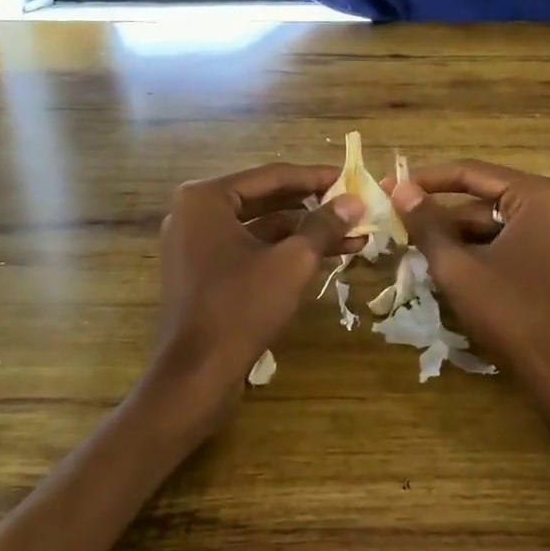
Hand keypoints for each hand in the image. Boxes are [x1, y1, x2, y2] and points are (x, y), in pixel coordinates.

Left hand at [144, 163, 365, 428]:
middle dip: (313, 207)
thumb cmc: (241, 308)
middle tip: (353, 207)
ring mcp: (195, 243)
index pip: (272, 176)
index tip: (352, 179)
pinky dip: (282, 251)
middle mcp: (194, 212)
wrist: (196, 374)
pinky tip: (323, 257)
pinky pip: (248, 249)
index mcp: (206, 198)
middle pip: (265, 199)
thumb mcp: (292, 262)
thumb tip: (355, 200)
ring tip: (352, 236)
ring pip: (259, 227)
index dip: (316, 178)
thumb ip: (324, 225)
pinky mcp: (202, 271)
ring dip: (303, 232)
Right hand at [390, 161, 549, 433]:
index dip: (424, 180)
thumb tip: (401, 189)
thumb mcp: (459, 268)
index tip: (388, 188)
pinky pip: (515, 246)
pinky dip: (483, 255)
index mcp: (537, 196)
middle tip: (399, 228)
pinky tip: (454, 275)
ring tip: (419, 256)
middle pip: (485, 201)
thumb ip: (427, 224)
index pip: (470, 173)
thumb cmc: (515, 315)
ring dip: (459, 240)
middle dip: (442, 218)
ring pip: (497, 228)